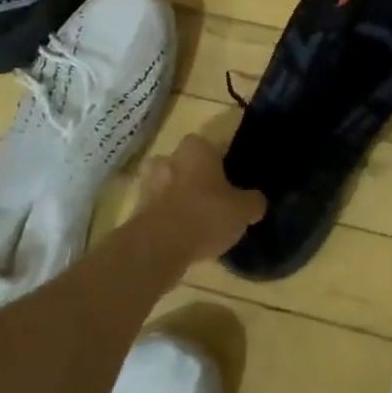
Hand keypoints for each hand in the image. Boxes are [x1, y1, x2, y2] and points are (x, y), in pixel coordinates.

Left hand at [135, 135, 265, 262]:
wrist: (158, 246)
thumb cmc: (205, 215)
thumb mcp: (243, 210)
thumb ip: (253, 201)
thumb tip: (256, 201)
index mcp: (196, 148)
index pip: (213, 146)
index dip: (223, 162)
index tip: (231, 179)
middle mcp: (169, 157)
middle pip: (187, 164)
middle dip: (197, 177)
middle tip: (213, 198)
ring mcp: (148, 182)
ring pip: (169, 185)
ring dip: (179, 197)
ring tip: (196, 219)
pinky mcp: (135, 208)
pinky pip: (157, 207)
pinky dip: (167, 217)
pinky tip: (181, 235)